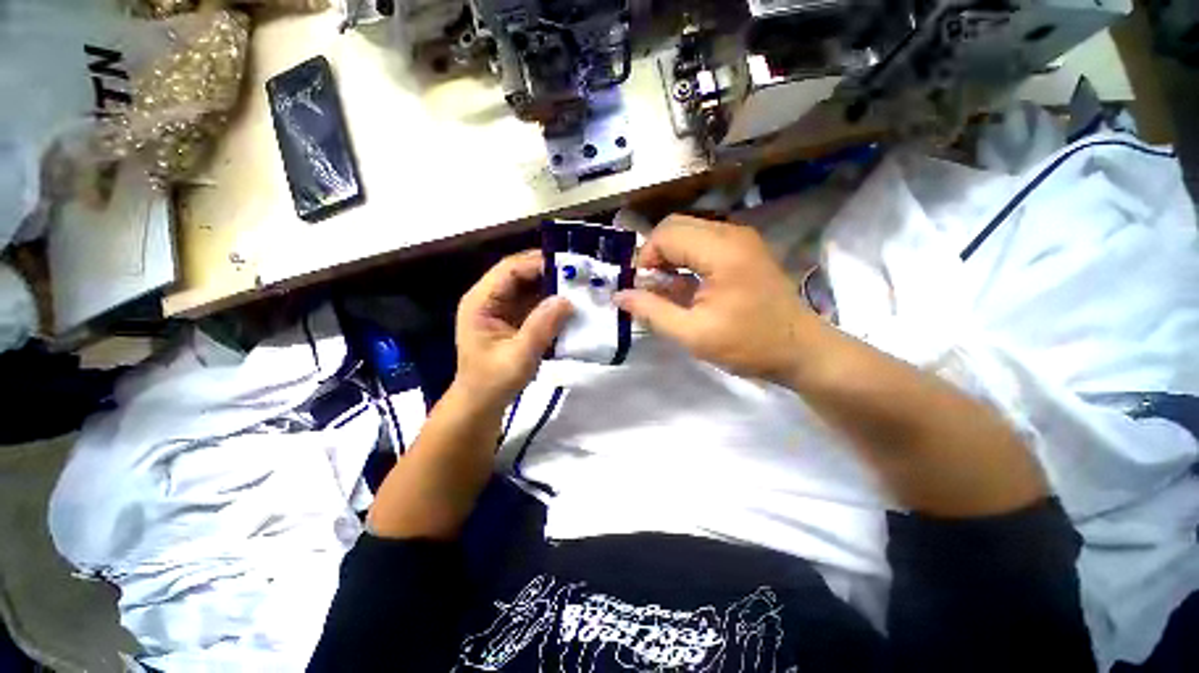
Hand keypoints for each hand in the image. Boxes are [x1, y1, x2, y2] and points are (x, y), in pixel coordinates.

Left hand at [455, 250, 571, 406]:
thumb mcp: (519, 356)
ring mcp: (501, 308)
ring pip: (529, 286)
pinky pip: (534, 302)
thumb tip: (567, 300)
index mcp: (481, 302)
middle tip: (579, 274)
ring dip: (552, 286)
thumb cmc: (493, 382)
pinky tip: (569, 305)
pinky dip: (551, 301)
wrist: (481, 404)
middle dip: (548, 272)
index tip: (569, 266)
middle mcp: (489, 298)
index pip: (509, 269)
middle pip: (520, 273)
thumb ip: (541, 326)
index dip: (538, 263)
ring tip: (579, 286)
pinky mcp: (513, 318)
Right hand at [615, 215, 816, 383]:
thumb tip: (620, 296)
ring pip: (688, 231)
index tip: (642, 289)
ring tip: (666, 288)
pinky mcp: (744, 248)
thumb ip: (652, 312)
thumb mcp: (693, 335)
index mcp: (721, 252)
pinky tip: (686, 285)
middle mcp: (731, 233)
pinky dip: (686, 258)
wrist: (800, 350)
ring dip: (669, 256)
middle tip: (651, 287)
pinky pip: (703, 241)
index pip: (665, 234)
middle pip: (675, 226)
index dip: (645, 259)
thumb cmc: (748, 345)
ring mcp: (741, 238)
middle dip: (655, 254)